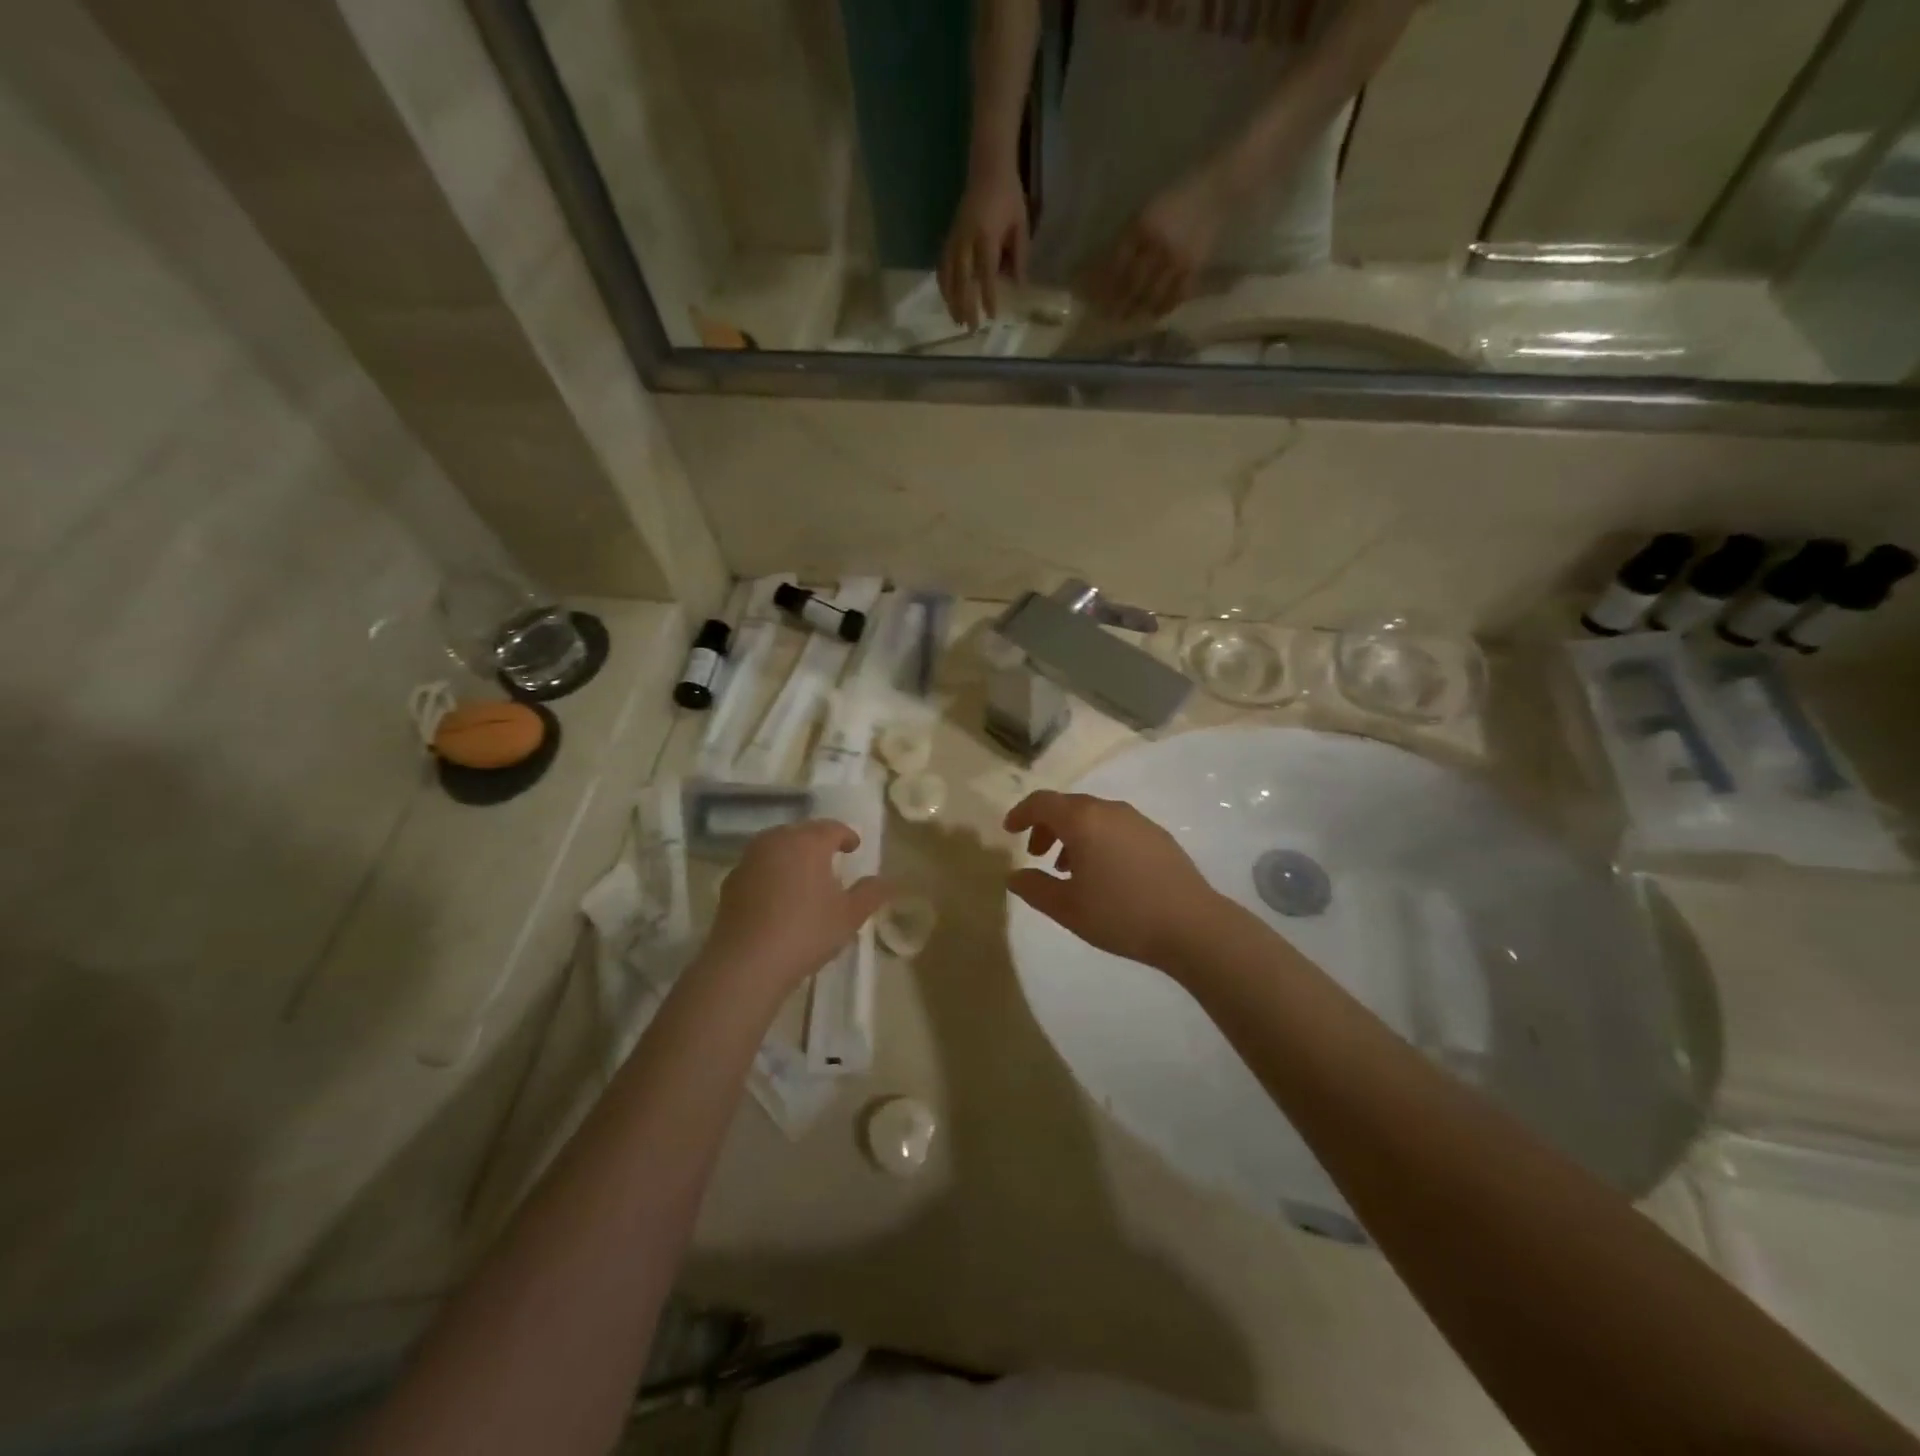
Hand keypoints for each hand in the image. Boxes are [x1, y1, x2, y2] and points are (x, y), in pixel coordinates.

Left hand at [699, 821, 890, 994]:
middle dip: (818, 841)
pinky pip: (759, 867)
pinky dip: (772, 872)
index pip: (832, 828)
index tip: (854, 847)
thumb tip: (888, 880)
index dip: (846, 836)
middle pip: (802, 832)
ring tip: (805, 875)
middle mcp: (776, 841)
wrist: (746, 962)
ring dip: (793, 855)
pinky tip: (778, 895)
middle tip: (831, 858)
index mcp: (808, 842)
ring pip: (777, 846)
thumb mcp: (850, 915)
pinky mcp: (731, 881)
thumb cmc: (806, 932)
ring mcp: (749, 860)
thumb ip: (871, 893)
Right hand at [940, 165, 1028, 327]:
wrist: (988, 169)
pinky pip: (942, 266)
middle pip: (962, 279)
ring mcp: (954, 238)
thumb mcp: (1021, 226)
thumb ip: (1020, 256)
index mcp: (986, 236)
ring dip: (951, 300)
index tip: (991, 316)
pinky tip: (947, 299)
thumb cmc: (1009, 198)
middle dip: (966, 305)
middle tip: (971, 328)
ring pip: (948, 275)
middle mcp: (966, 239)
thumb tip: (1018, 286)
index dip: (988, 295)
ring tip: (957, 320)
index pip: (986, 272)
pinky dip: (944, 285)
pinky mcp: (949, 237)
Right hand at [1004, 791, 1223, 970]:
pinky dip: (1098, 840)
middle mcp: (1109, 810)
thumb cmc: (1121, 914)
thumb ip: (1034, 888)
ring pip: (1094, 816)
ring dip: (1073, 835)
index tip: (1009, 831)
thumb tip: (1014, 876)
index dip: (1021, 813)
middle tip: (1036, 855)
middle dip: (1047, 826)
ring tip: (1068, 869)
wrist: (1192, 926)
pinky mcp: (1158, 836)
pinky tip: (1103, 873)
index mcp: (1083, 820)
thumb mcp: (1067, 908)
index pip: (1042, 802)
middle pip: (1068, 806)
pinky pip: (1116, 827)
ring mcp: (1138, 821)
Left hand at [1080, 171, 1228, 320]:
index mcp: (1141, 228)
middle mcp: (1157, 246)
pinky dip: (1163, 308)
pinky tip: (1155, 314)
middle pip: (1132, 286)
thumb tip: (1105, 269)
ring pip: (1152, 295)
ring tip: (1129, 318)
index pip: (1116, 266)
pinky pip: (1176, 296)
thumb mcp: (1145, 212)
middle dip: (1119, 304)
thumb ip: (1127, 239)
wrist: (1215, 188)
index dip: (1105, 287)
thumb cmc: (1175, 198)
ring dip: (1138, 310)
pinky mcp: (1194, 267)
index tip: (1096, 300)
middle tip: (1110, 316)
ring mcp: (1177, 259)